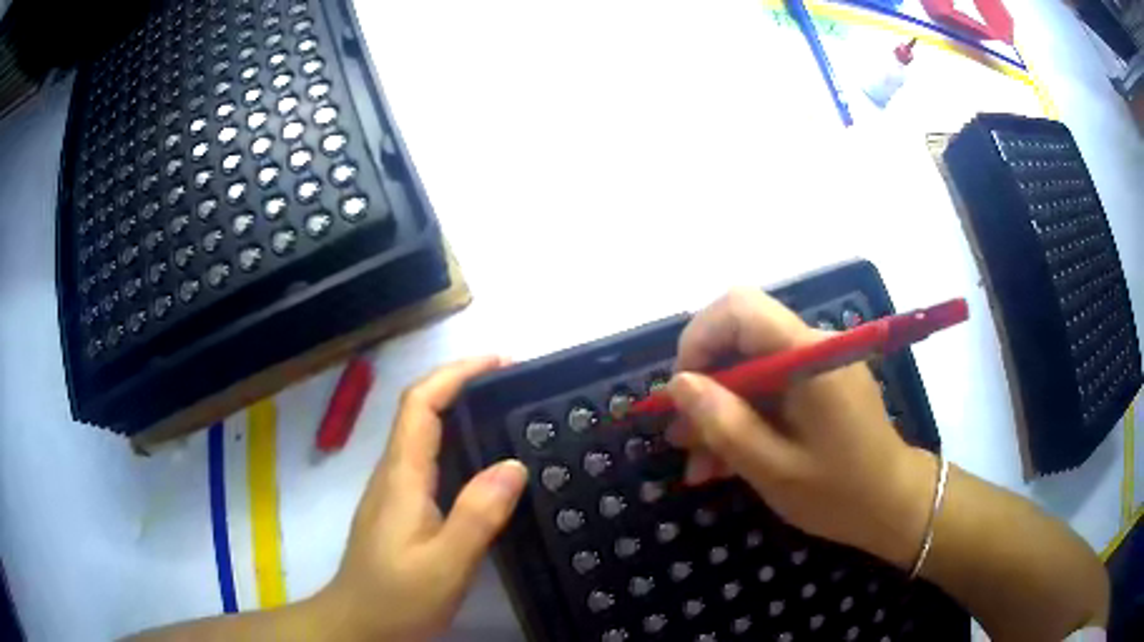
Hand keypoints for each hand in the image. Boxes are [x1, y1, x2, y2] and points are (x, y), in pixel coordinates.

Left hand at [318, 356, 528, 640]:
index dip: (456, 373)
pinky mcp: (399, 508)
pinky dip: (456, 443)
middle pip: (420, 410)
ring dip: (459, 411)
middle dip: (462, 384)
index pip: (421, 404)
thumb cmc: (397, 598)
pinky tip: (482, 465)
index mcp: (401, 477)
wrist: (358, 624)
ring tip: (505, 414)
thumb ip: (477, 515)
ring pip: (423, 434)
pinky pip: (427, 459)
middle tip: (512, 385)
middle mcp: (393, 473)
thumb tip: (513, 465)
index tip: (499, 362)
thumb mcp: (445, 564)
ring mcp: (393, 490)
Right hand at [665, 288, 935, 569]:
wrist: (895, 505)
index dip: (698, 340)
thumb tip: (676, 385)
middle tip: (682, 438)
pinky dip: (745, 417)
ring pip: (750, 366)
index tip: (681, 394)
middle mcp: (813, 345)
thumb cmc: (840, 493)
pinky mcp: (820, 384)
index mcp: (809, 356)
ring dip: (720, 409)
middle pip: (740, 336)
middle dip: (705, 384)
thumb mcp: (773, 469)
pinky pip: (770, 386)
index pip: (739, 308)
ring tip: (700, 463)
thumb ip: (724, 424)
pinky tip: (729, 459)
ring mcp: (818, 364)